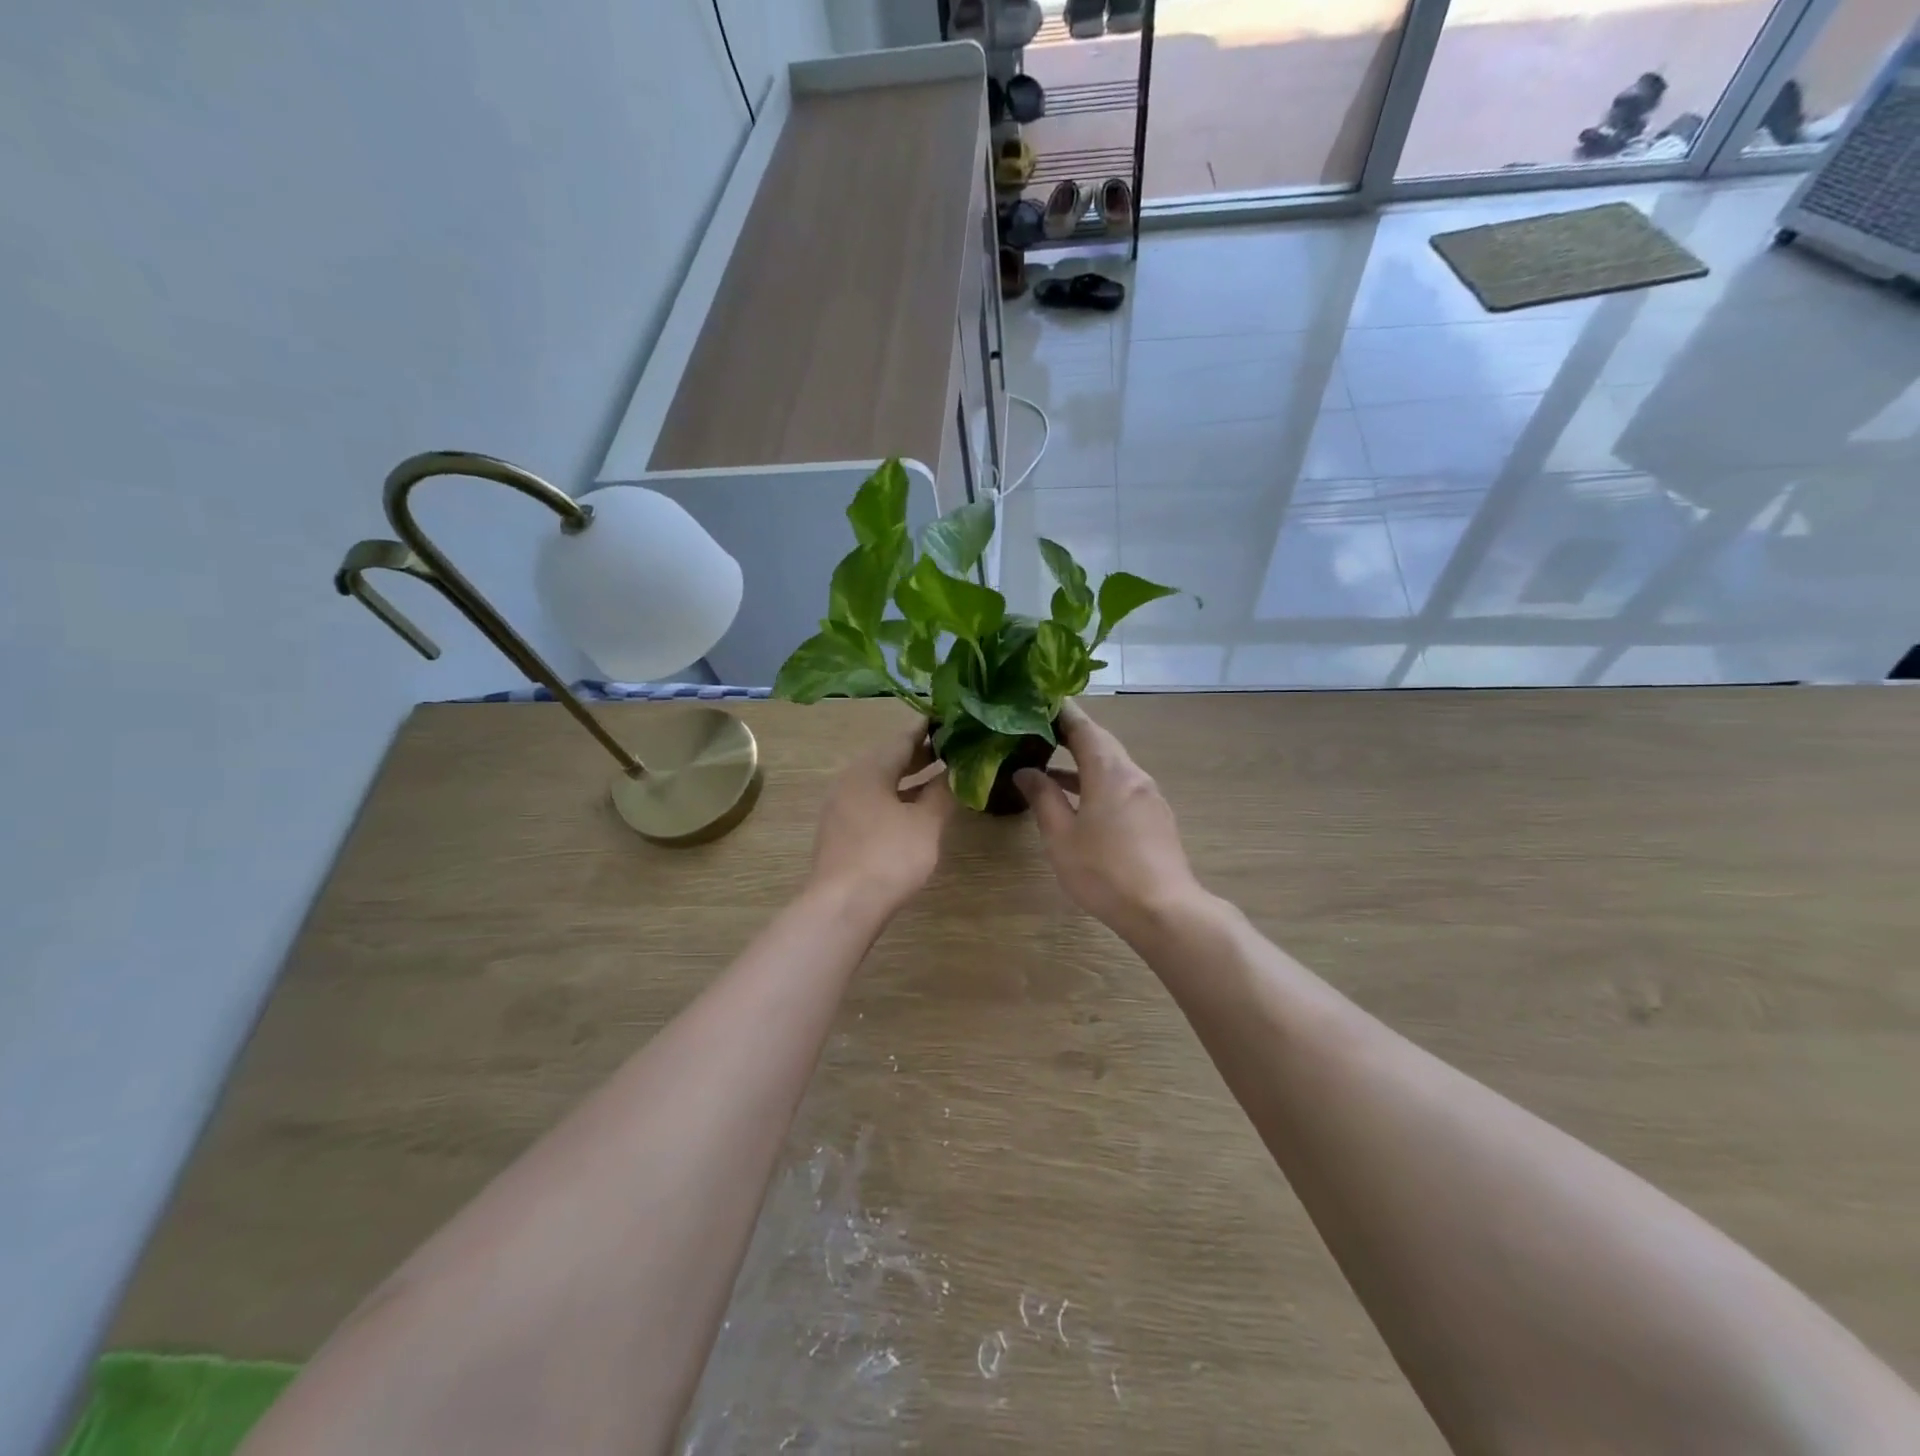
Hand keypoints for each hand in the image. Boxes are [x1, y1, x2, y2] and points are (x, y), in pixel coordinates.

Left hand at [808, 717, 954, 911]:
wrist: (843, 906)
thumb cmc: (889, 857)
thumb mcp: (926, 823)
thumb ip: (943, 792)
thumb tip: (956, 769)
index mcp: (870, 769)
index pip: (903, 738)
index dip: (929, 729)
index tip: (952, 720)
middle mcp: (850, 780)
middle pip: (889, 758)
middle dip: (921, 754)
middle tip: (953, 749)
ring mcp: (841, 806)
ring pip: (880, 782)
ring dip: (909, 778)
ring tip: (939, 778)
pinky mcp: (840, 831)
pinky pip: (871, 802)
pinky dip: (895, 798)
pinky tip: (913, 811)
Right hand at [1015, 702, 1204, 938]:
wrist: (1164, 910)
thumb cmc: (1104, 871)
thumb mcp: (1062, 836)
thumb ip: (1043, 798)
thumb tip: (1026, 771)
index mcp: (1110, 771)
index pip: (1084, 727)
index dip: (1062, 711)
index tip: (1040, 699)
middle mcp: (1133, 775)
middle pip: (1101, 743)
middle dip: (1071, 734)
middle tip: (1038, 728)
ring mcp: (1149, 796)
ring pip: (1112, 766)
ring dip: (1083, 762)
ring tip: (1049, 765)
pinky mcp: (1155, 817)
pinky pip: (1122, 786)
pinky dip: (1097, 782)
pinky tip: (1079, 800)